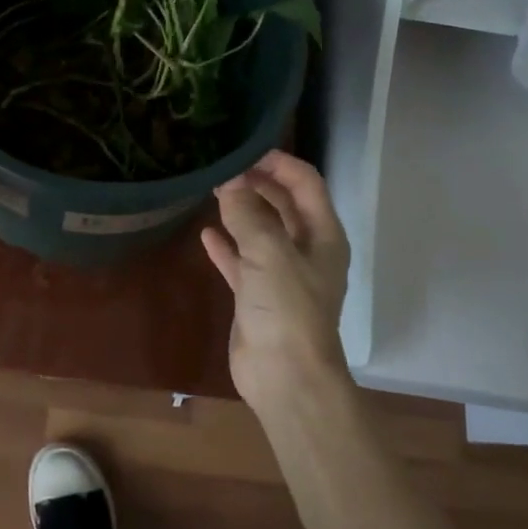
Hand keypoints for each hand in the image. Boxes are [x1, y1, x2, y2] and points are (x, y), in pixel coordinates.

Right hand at [201, 150, 351, 408]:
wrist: (285, 378)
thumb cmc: (287, 308)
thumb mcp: (269, 252)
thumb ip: (247, 213)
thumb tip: (229, 181)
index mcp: (322, 235)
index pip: (305, 182)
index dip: (278, 162)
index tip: (244, 150)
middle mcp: (305, 250)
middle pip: (283, 204)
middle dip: (257, 183)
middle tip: (223, 168)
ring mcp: (281, 274)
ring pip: (261, 231)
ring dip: (240, 210)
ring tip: (212, 190)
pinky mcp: (258, 296)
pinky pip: (242, 261)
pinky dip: (226, 246)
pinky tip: (205, 233)